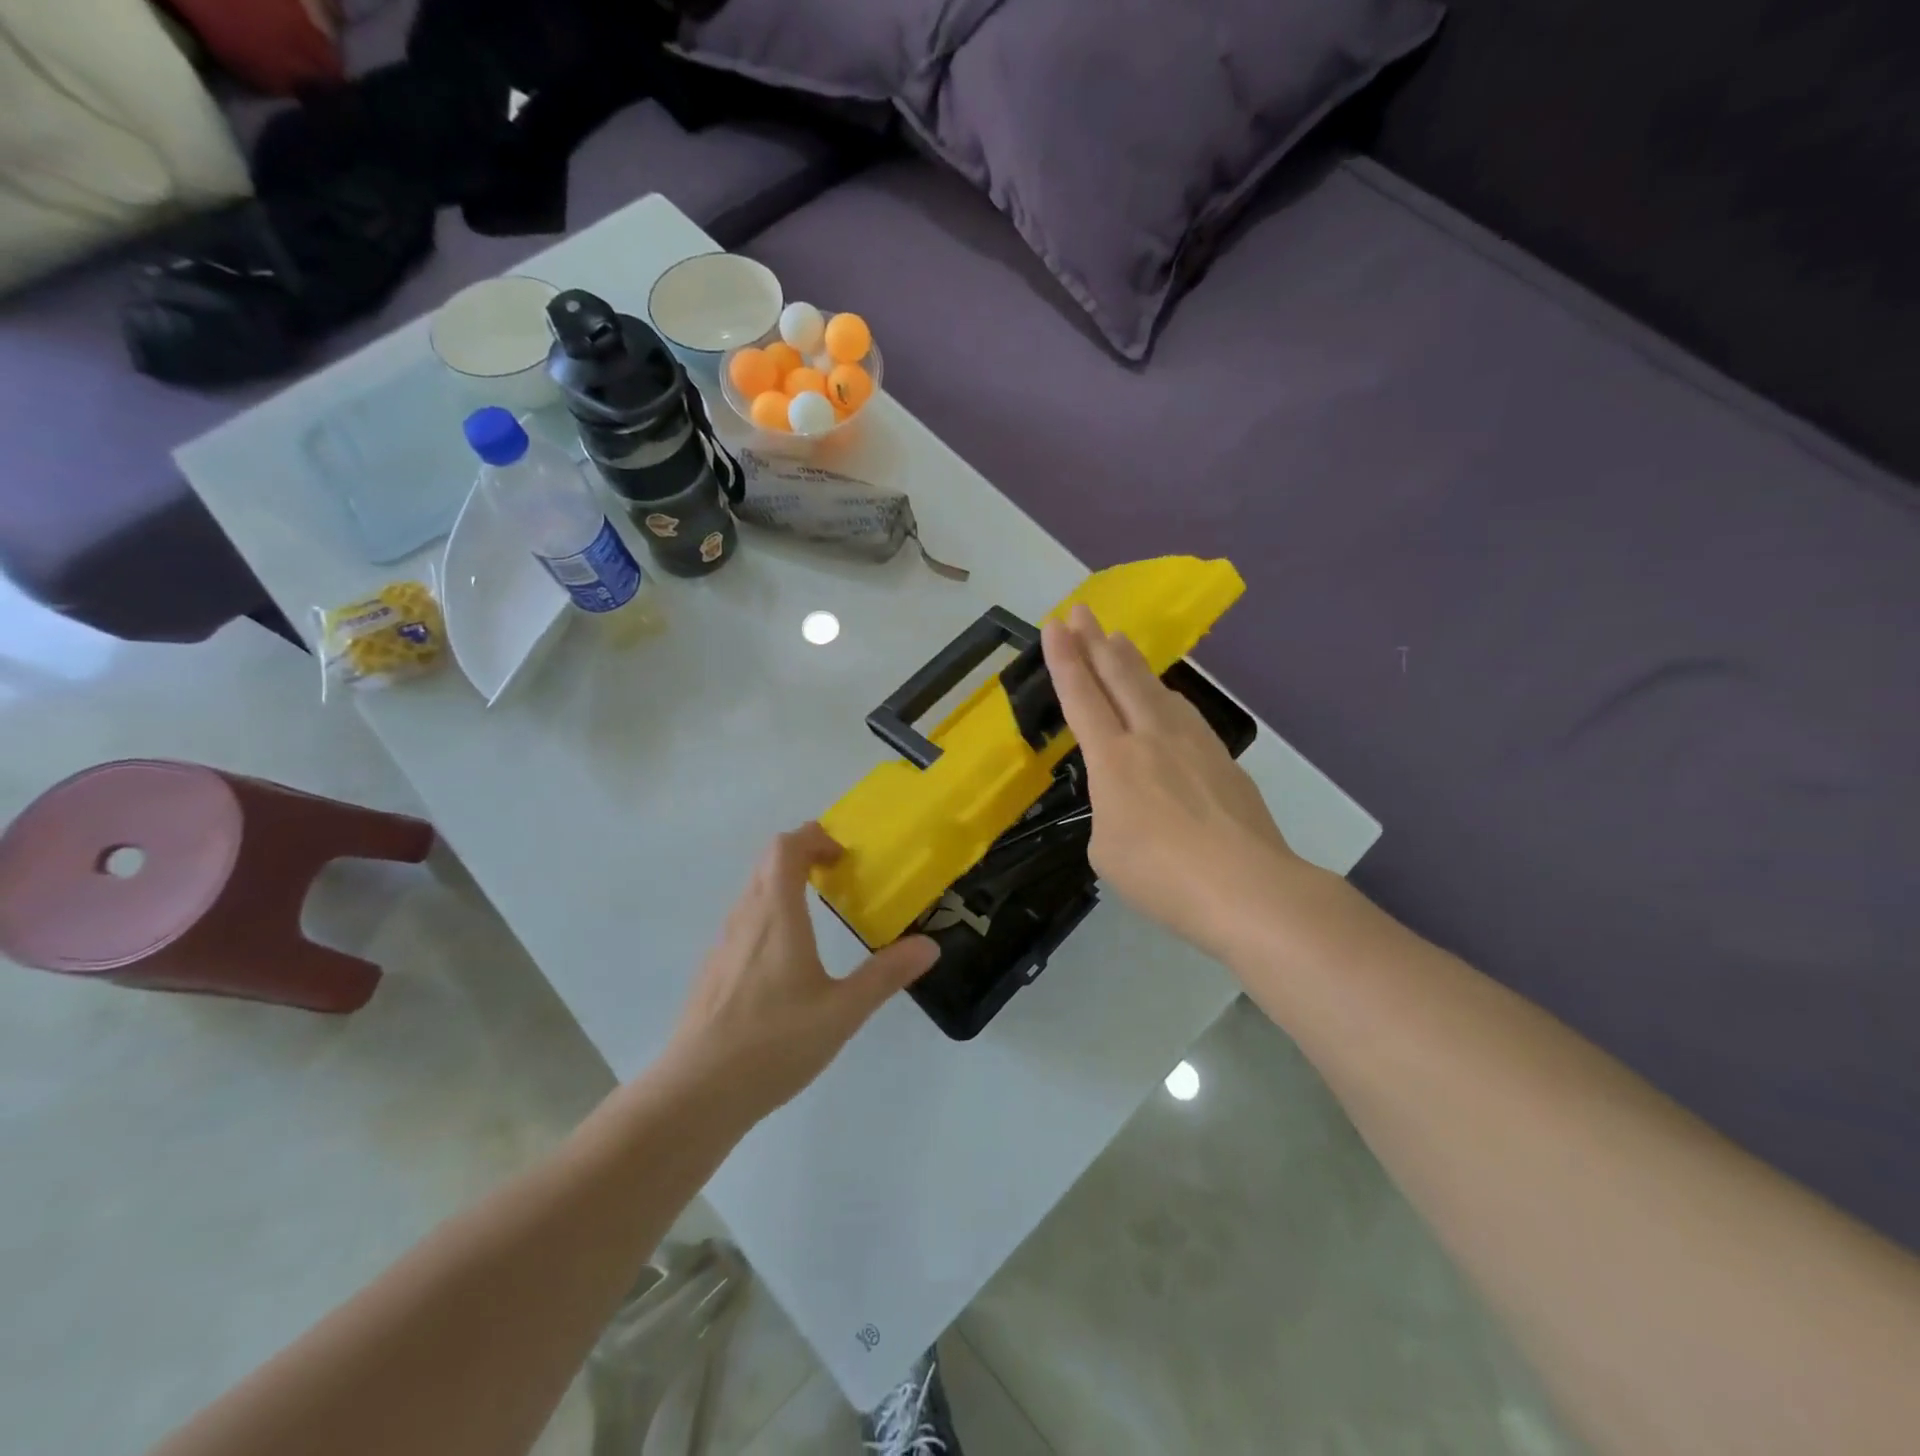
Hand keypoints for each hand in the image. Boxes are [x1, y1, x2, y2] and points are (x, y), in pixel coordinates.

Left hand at [666, 824, 939, 1117]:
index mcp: (776, 915)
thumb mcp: (842, 1011)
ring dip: (783, 886)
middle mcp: (745, 919)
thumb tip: (929, 945)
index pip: (785, 848)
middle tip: (837, 876)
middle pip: (767, 863)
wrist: (696, 1093)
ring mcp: (722, 945)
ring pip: (752, 893)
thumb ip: (885, 975)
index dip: (814, 838)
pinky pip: (742, 923)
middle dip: (802, 856)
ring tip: (816, 914)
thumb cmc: (774, 1043)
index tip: (843, 855)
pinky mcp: (712, 972)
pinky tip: (785, 962)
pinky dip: (768, 916)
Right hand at [1042, 604, 1301, 961]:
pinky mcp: (1223, 759)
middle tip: (1083, 610)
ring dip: (1132, 662)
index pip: (1082, 697)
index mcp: (1113, 759)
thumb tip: (1132, 801)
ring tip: (1119, 642)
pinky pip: (1183, 714)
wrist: (1246, 886)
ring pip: (1156, 689)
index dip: (1065, 659)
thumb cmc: (1161, 875)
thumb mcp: (1107, 850)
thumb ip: (1110, 812)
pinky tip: (1166, 699)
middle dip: (1095, 641)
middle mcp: (1151, 737)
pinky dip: (1164, 696)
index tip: (1055, 624)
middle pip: (1119, 676)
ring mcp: (1193, 744)